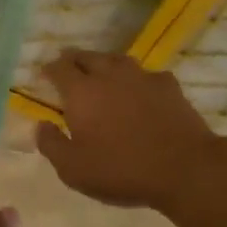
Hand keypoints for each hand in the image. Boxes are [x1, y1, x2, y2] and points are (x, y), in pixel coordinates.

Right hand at [35, 48, 226, 210]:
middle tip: (68, 68)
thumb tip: (40, 125)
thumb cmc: (121, 170)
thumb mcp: (73, 169)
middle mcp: (109, 75)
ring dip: (104, 64)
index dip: (49, 69)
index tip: (44, 74)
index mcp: (81, 92)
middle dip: (73, 60)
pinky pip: (145, 74)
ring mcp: (141, 77)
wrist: (185, 169)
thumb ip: (51, 144)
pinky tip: (139, 90)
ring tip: (101, 74)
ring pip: (116, 60)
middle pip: (86, 56)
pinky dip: (136, 79)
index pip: (59, 68)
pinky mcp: (169, 85)